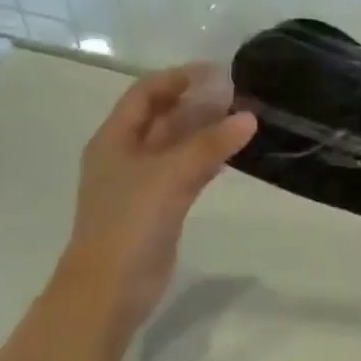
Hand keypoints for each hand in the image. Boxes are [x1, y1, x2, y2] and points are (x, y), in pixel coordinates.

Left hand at [59, 65, 255, 338]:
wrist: (110, 287)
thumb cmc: (130, 221)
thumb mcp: (170, 174)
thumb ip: (210, 144)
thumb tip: (249, 117)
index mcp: (115, 138)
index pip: (146, 93)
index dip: (178, 78)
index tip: (217, 72)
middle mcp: (126, 154)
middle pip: (162, 117)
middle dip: (196, 103)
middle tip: (237, 94)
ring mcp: (142, 183)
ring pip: (176, 145)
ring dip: (204, 131)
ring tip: (242, 118)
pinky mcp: (159, 207)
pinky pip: (186, 172)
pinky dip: (207, 159)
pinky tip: (232, 153)